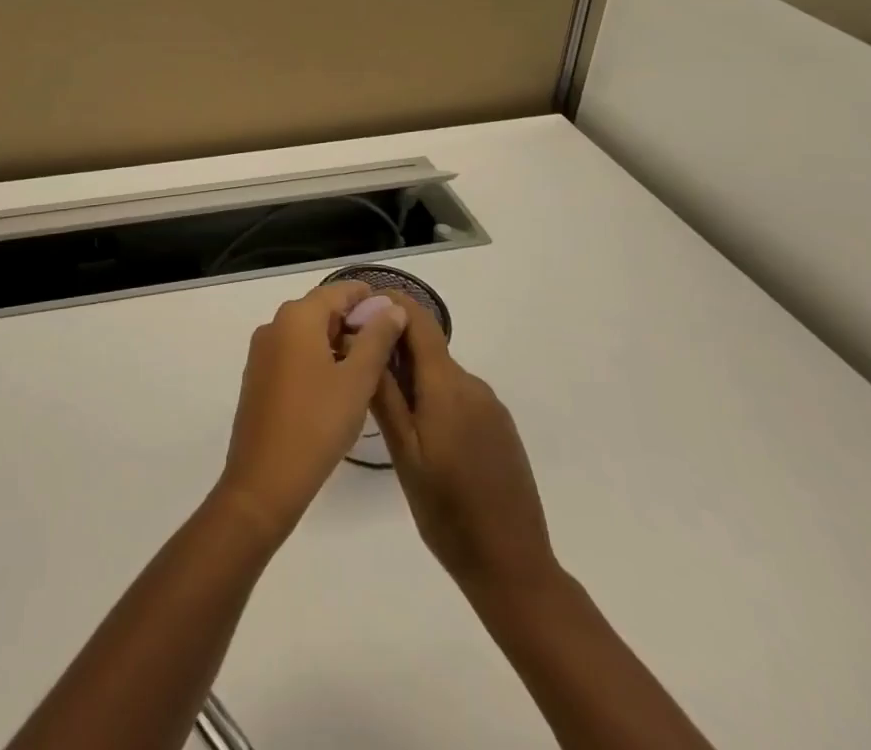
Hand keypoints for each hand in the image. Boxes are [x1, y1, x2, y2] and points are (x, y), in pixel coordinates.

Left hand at [217, 280, 409, 540]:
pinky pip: (293, 354)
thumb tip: (392, 308)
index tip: (396, 316)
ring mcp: (262, 351)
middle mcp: (274, 325)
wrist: (264, 480)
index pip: (338, 291)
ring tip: (370, 369)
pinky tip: (338, 386)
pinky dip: (318, 359)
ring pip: (307, 333)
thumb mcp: (357, 380)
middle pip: (321, 310)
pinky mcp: (258, 376)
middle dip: (354, 322)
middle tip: (388, 347)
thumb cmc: (317, 424)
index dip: (369, 298)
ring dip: (337, 343)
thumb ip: (377, 339)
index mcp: (297, 317)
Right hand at [370, 300, 560, 602]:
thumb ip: (385, 394)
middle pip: (427, 346)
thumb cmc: (447, 512)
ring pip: (441, 374)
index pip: (418, 320)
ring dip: (413, 377)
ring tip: (383, 407)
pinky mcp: (500, 427)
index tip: (357, 309)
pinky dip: (435, 399)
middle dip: (393, 347)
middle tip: (357, 368)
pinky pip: (459, 396)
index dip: (390, 303)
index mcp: (447, 385)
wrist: (513, 567)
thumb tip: (366, 339)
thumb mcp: (403, 454)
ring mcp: (491, 406)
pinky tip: (422, 434)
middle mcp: (472, 384)